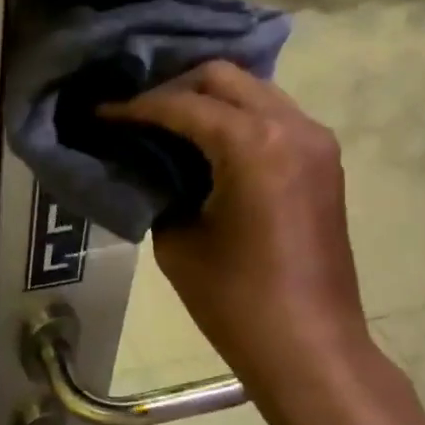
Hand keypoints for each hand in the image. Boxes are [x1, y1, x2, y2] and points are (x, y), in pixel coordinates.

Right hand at [101, 61, 372, 387]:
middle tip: (136, 112)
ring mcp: (315, 140)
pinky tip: (206, 141)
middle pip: (222, 77)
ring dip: (209, 99)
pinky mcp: (323, 160)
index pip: (182, 104)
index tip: (101, 112)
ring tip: (166, 122)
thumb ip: (160, 186)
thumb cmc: (236, 302)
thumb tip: (148, 163)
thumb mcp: (178, 240)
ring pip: (253, 90)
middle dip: (174, 88)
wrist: (310, 347)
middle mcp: (291, 125)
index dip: (135, 107)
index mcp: (253, 143)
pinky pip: (273, 116)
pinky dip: (237, 117)